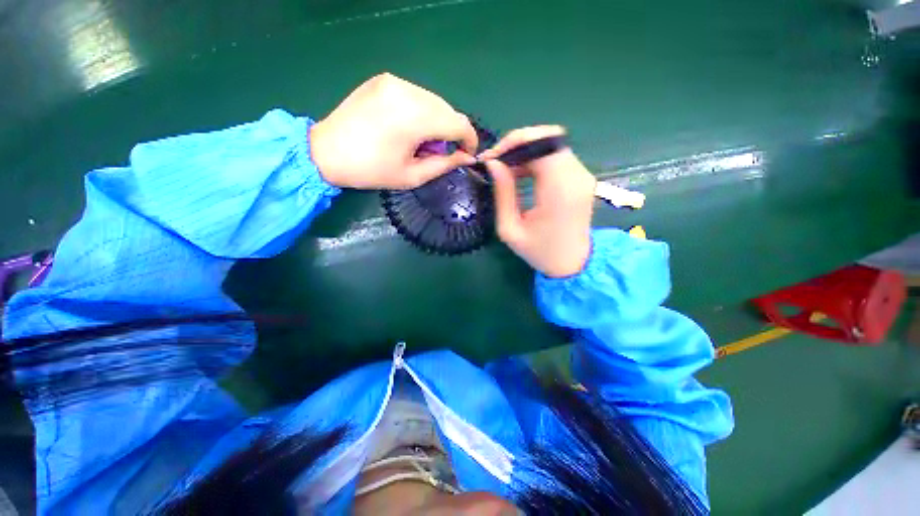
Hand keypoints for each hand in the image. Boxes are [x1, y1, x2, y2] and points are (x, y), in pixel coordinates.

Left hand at [310, 73, 477, 189]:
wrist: (326, 151)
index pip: (459, 124)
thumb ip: (444, 164)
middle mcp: (408, 91)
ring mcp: (394, 81)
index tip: (467, 154)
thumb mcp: (412, 175)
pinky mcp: (384, 79)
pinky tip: (406, 126)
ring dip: (436, 122)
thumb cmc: (371, 170)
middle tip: (436, 152)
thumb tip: (466, 157)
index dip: (469, 140)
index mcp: (415, 117)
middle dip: (451, 133)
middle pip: (448, 110)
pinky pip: (416, 95)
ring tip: (418, 141)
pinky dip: (421, 112)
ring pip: (434, 101)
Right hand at [482, 126, 595, 277]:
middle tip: (496, 162)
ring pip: (552, 144)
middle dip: (517, 144)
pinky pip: (557, 156)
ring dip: (526, 151)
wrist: (572, 264)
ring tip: (506, 169)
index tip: (491, 159)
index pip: (540, 144)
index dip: (513, 144)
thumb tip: (493, 163)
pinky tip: (522, 172)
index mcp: (559, 190)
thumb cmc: (539, 251)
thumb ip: (502, 192)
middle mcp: (577, 176)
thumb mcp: (510, 228)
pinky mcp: (582, 178)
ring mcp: (583, 175)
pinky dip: (536, 158)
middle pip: (548, 138)